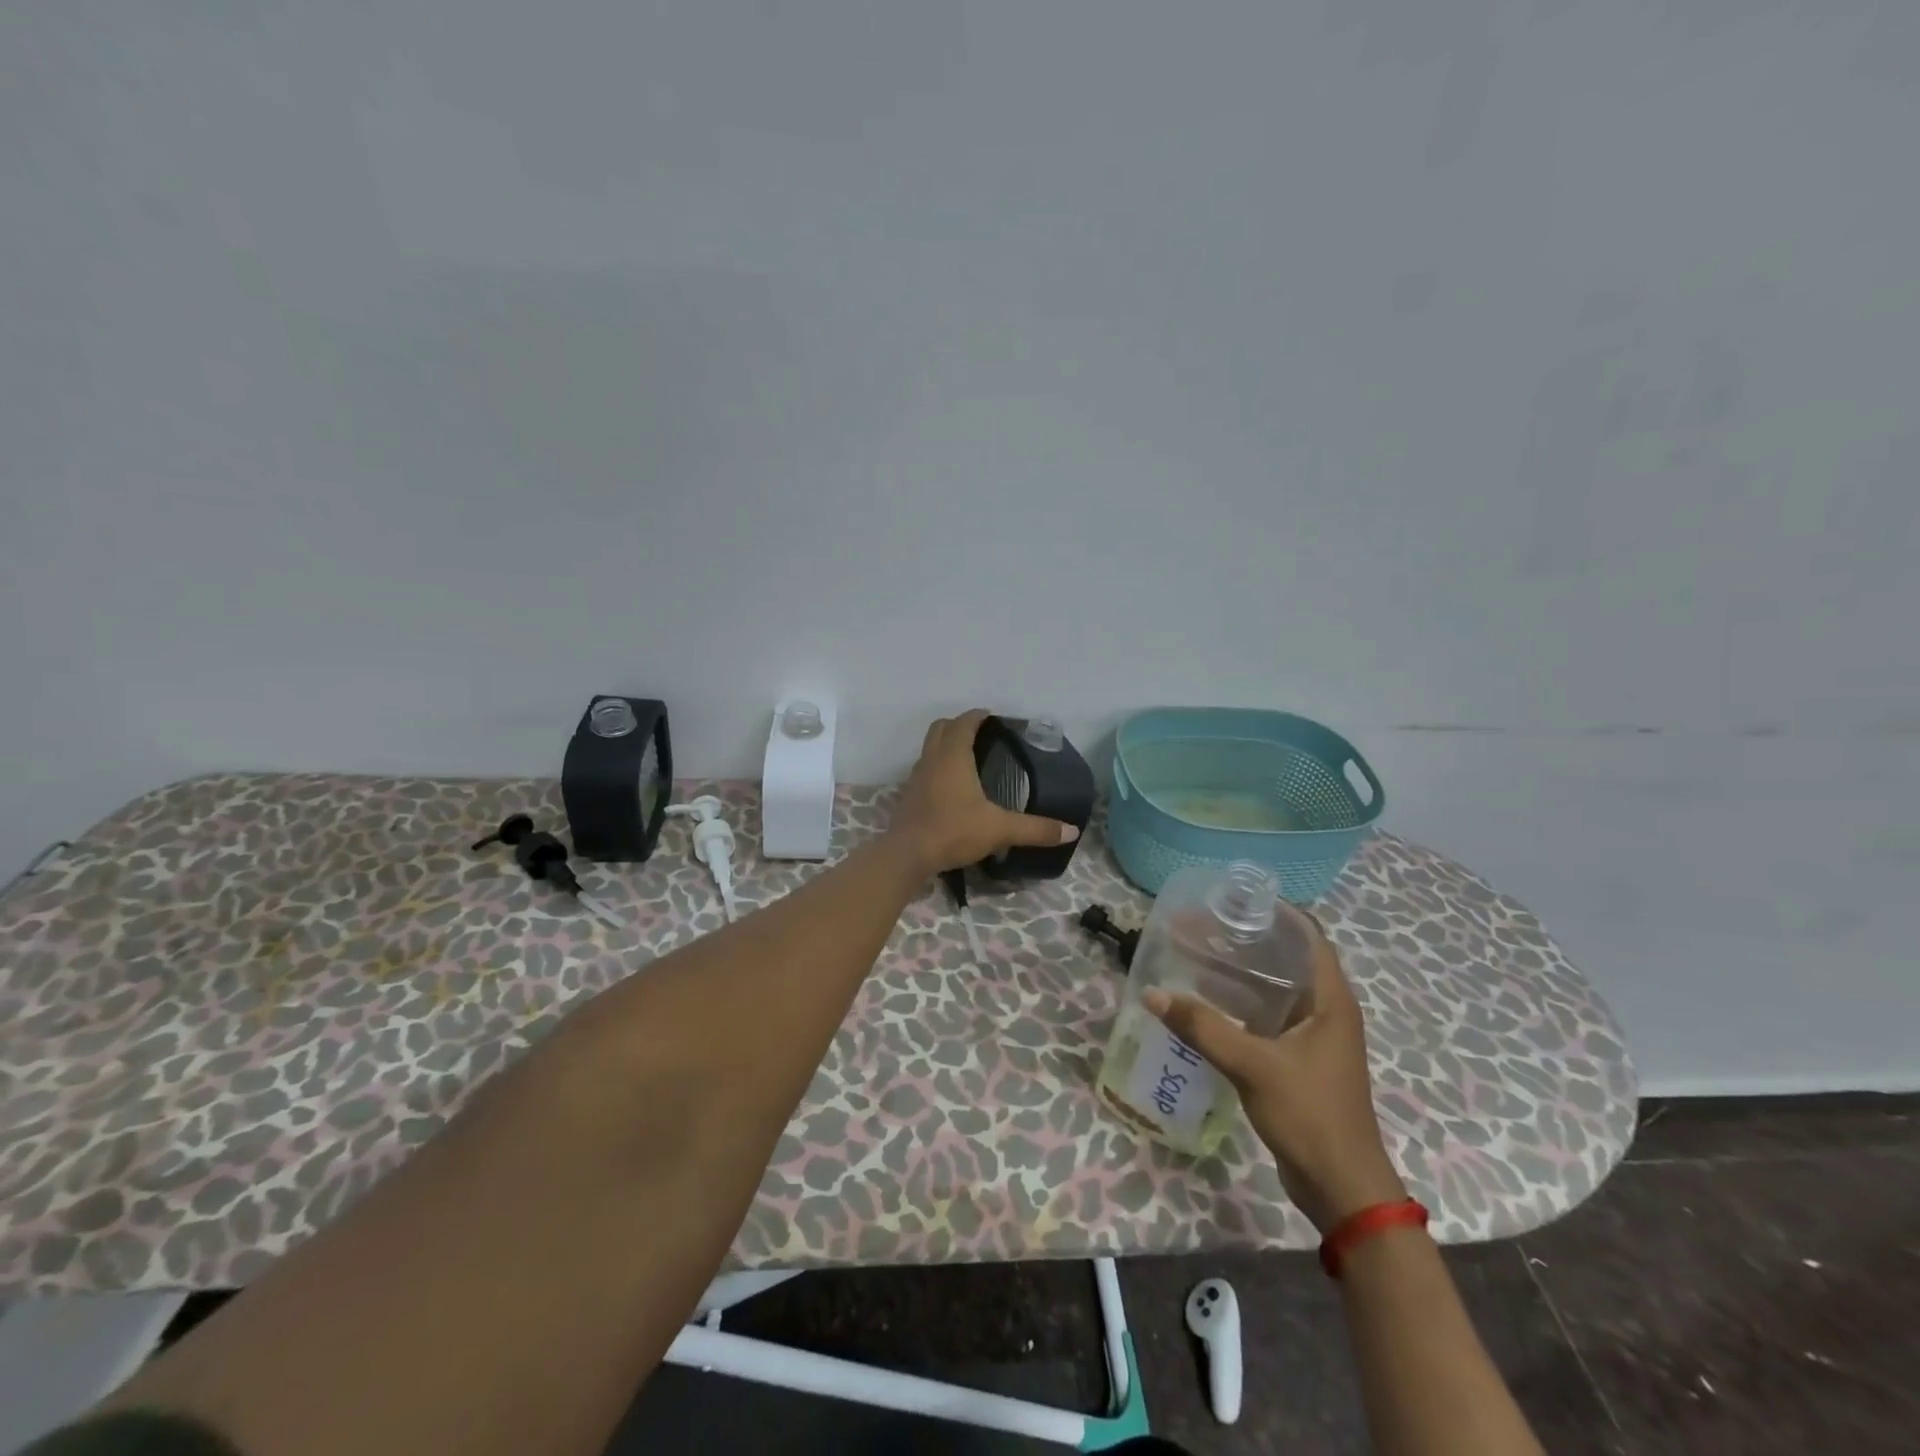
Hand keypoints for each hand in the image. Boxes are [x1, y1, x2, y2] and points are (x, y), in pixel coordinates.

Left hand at [889, 710, 1079, 876]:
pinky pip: (925, 769)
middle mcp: (932, 759)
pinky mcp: (909, 795)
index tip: (993, 717)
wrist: (907, 855)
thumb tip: (1071, 831)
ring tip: (969, 759)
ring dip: (946, 745)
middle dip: (959, 725)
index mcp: (953, 756)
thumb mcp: (1000, 829)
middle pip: (941, 728)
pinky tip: (952, 788)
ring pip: (930, 748)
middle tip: (982, 735)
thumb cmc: (953, 831)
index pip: (964, 723)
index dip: (978, 716)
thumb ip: (1035, 829)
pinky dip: (938, 768)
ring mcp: (916, 777)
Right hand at [1145, 919, 1405, 1233]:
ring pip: (1274, 989)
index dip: (1276, 911)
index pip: (1309, 935)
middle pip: (1286, 958)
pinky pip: (1266, 1017)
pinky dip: (1239, 1004)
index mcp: (1330, 999)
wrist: (1342, 1188)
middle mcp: (1325, 1009)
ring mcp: (1313, 1036)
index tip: (1234, 898)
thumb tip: (1153, 993)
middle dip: (1246, 938)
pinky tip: (1205, 1002)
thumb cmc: (1310, 1114)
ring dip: (1240, 972)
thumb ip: (1203, 1027)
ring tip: (1196, 954)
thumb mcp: (1252, 1065)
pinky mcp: (1298, 1060)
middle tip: (1202, 924)